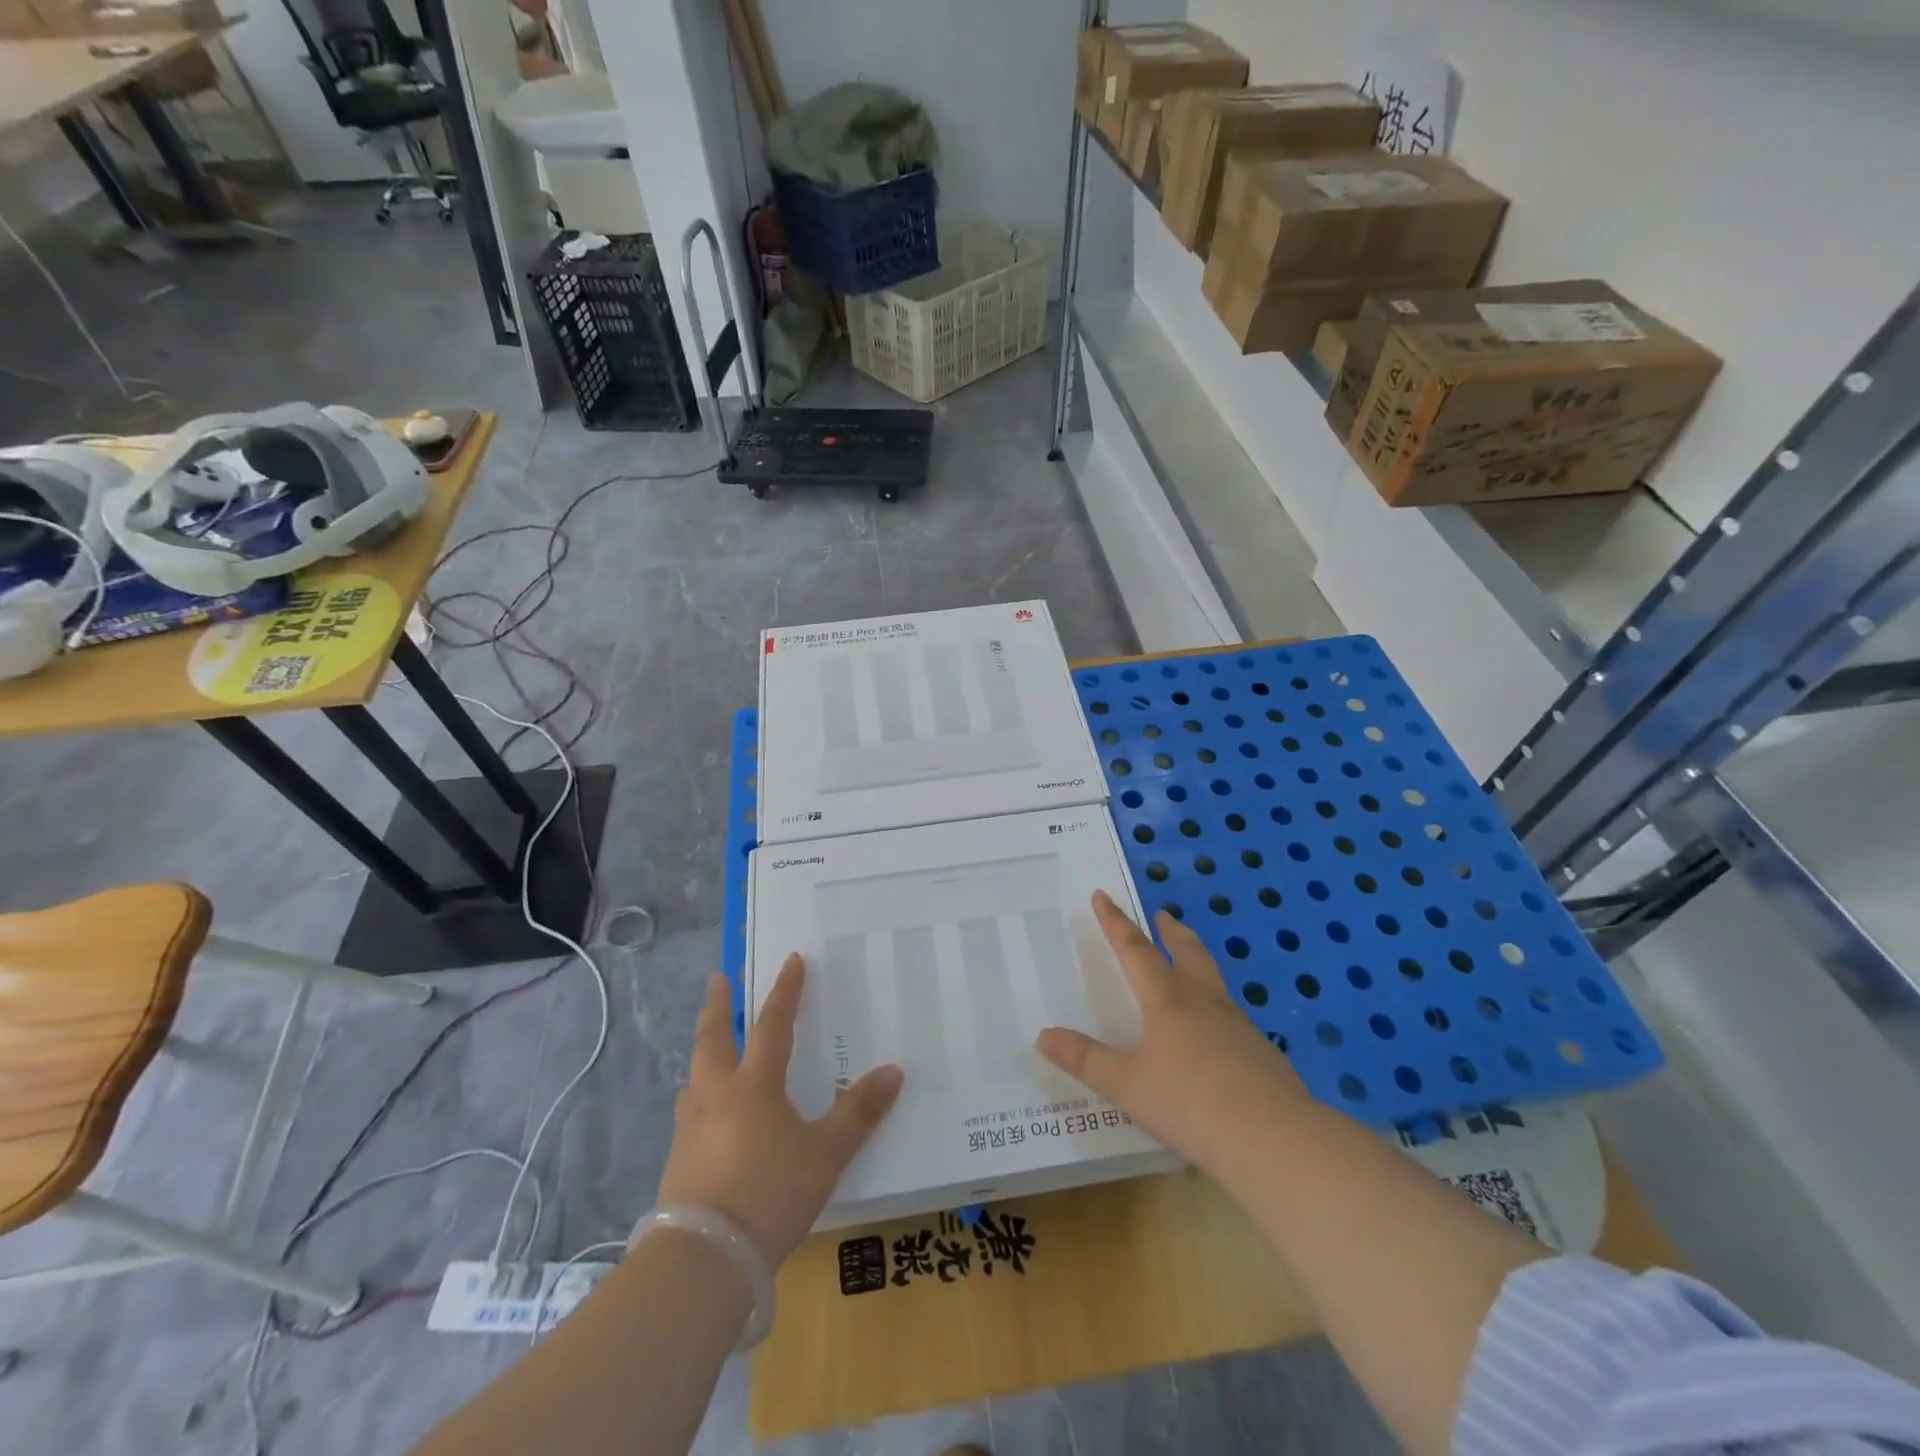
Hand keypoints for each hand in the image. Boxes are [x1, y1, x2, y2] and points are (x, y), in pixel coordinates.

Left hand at [657, 961, 903, 1266]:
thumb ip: (859, 1112)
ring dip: (704, 1050)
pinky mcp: (677, 1161)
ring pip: (695, 1074)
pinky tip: (706, 1112)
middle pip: (713, 1037)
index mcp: (753, 1085)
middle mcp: (716, 1095)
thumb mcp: (825, 1155)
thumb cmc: (769, 1194)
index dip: (785, 991)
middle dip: (718, 1004)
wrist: (701, 1261)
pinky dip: (699, 1093)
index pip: (773, 1024)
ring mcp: (690, 1128)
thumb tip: (894, 1071)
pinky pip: (690, 1109)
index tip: (792, 960)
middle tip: (718, 978)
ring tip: (710, 1047)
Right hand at [1036, 891, 1310, 1178]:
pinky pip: (1231, 1016)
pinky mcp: (1261, 1053)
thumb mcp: (1126, 1085)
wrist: (1273, 1139)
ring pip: (1213, 980)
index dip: (1116, 923)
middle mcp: (1203, 1001)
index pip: (1135, 950)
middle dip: (1170, 931)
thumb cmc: (1189, 1103)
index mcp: (1167, 1000)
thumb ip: (1085, 1060)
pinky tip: (1215, 1031)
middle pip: (1187, 952)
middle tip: (1163, 915)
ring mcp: (1238, 1025)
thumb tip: (1043, 1036)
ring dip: (1197, 961)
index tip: (1103, 896)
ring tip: (1190, 963)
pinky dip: (1215, 1005)